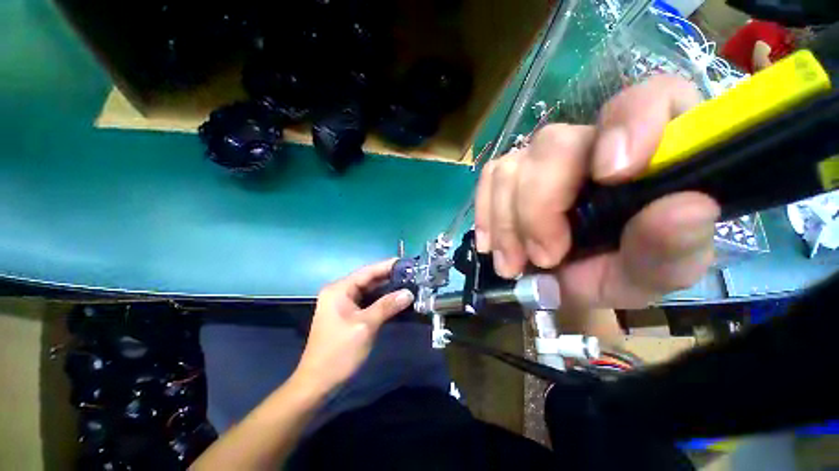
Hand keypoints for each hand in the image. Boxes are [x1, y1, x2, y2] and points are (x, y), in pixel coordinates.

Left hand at [294, 259, 414, 392]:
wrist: (318, 383)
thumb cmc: (339, 352)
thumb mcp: (365, 326)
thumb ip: (387, 306)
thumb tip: (409, 293)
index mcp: (339, 289)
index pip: (368, 271)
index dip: (388, 265)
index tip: (407, 262)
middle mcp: (340, 292)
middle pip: (368, 279)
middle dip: (389, 277)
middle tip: (412, 274)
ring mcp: (343, 303)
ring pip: (369, 290)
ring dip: (387, 288)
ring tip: (408, 283)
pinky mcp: (348, 314)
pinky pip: (368, 301)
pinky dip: (382, 300)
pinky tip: (396, 299)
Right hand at [475, 76, 719, 309]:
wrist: (573, 284)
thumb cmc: (622, 273)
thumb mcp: (655, 274)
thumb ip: (673, 247)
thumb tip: (688, 207)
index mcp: (653, 154)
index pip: (651, 99)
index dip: (630, 124)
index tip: (610, 175)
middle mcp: (593, 143)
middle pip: (554, 145)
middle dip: (538, 209)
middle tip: (541, 258)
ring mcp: (544, 157)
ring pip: (511, 167)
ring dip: (506, 223)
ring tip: (513, 263)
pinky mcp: (512, 173)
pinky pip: (489, 178)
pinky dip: (486, 214)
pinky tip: (491, 244)